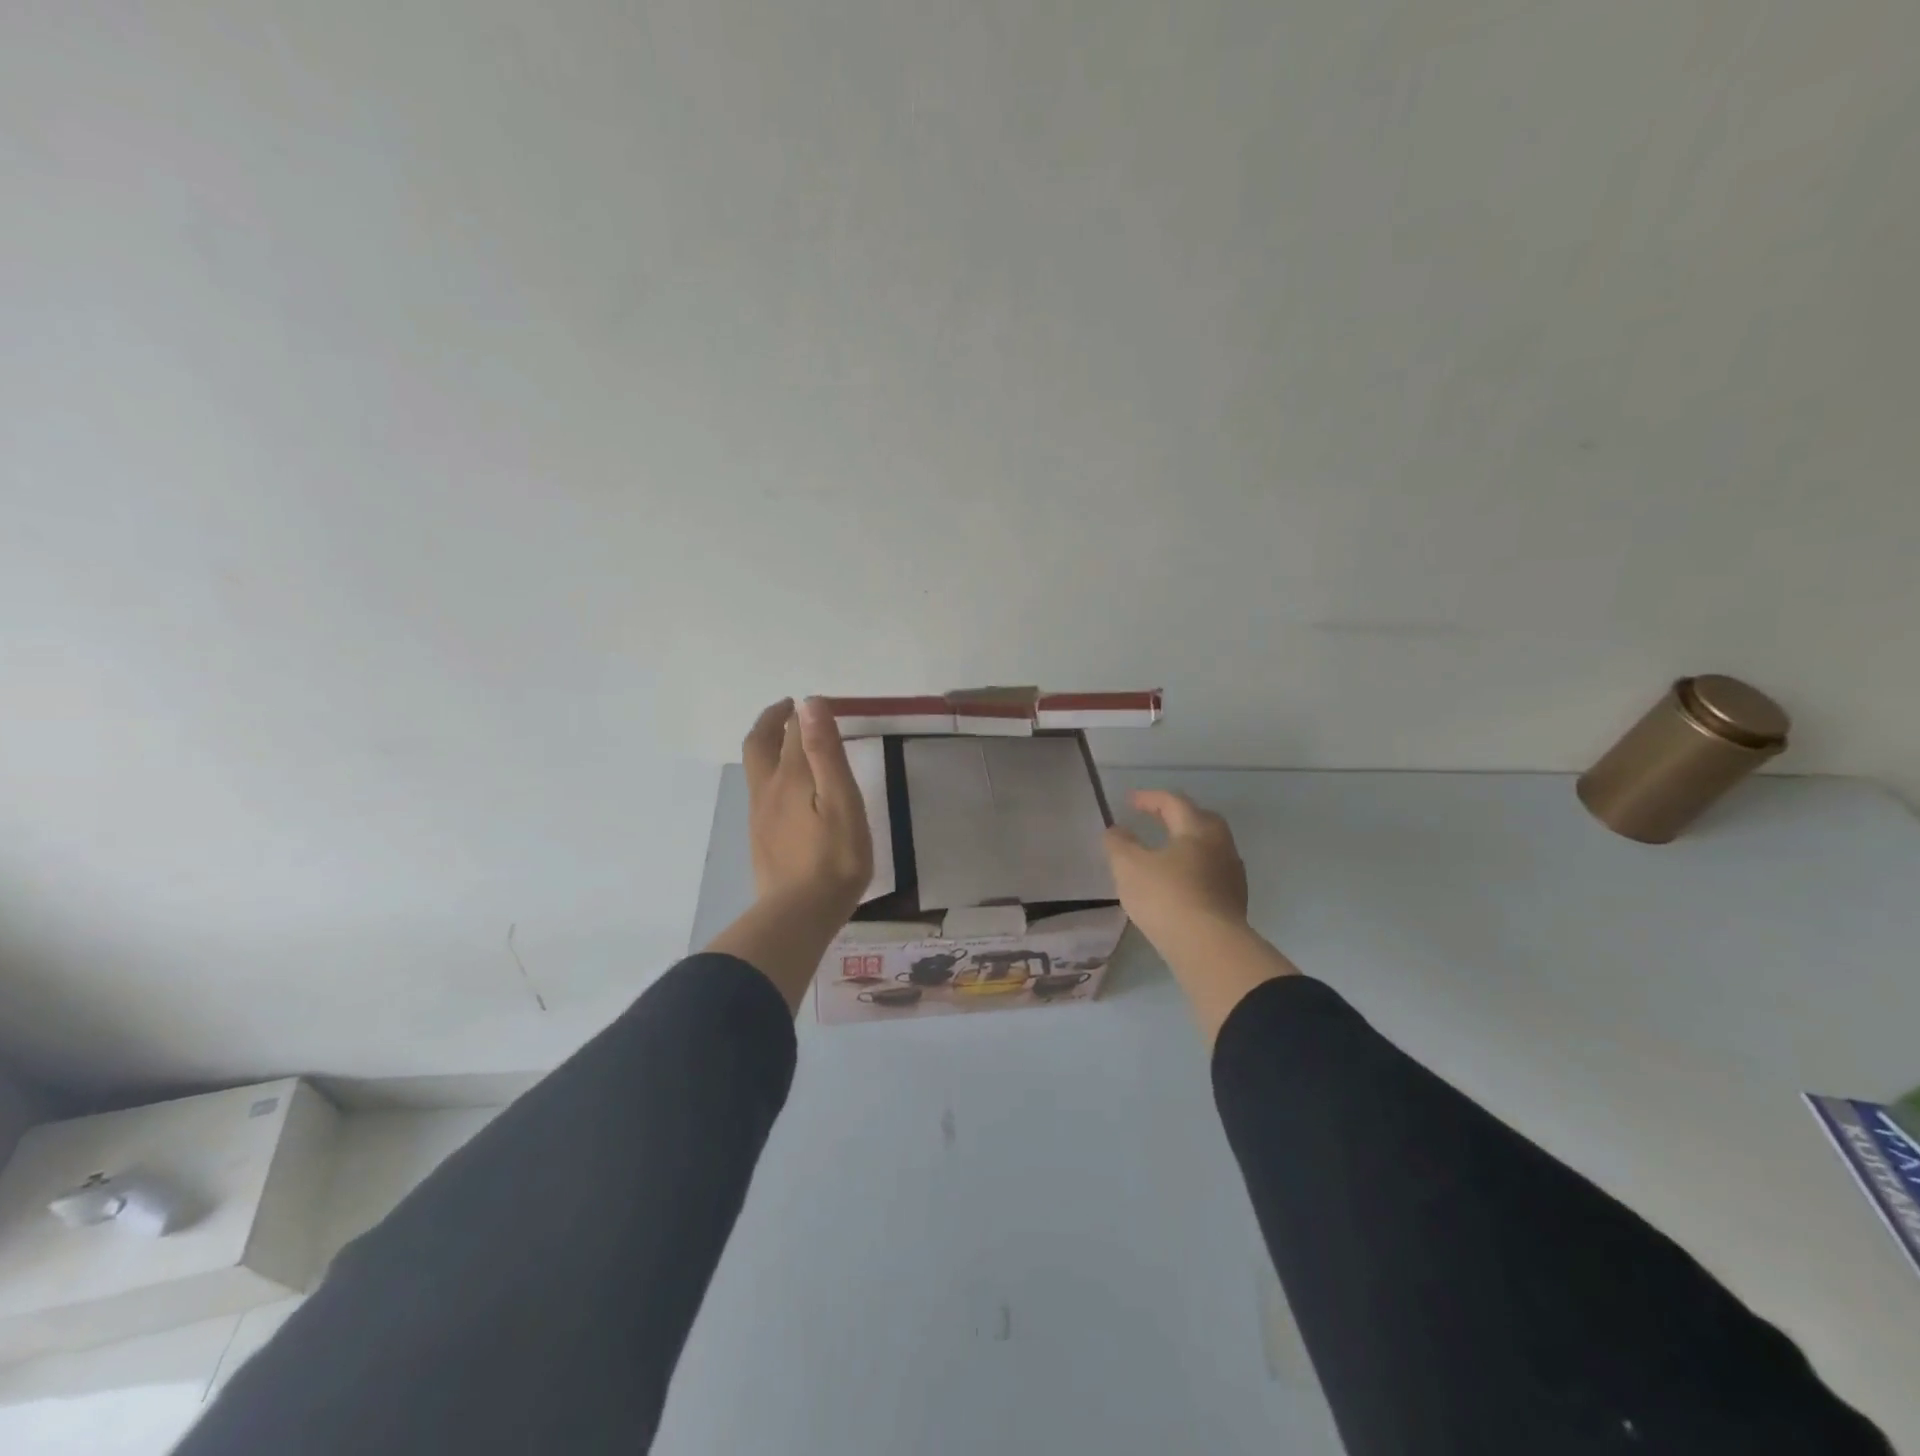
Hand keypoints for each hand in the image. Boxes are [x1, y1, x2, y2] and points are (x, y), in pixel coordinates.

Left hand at [741, 697, 872, 918]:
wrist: (799, 914)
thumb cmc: (834, 858)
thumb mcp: (841, 801)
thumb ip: (825, 752)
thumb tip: (810, 704)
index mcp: (790, 777)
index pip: (792, 732)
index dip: (803, 714)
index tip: (815, 703)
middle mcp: (768, 790)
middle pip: (759, 744)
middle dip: (771, 721)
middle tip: (788, 709)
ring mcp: (760, 816)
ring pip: (755, 768)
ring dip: (767, 745)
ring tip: (788, 741)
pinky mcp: (761, 838)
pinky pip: (760, 792)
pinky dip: (769, 772)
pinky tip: (786, 788)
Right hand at [1104, 789, 1248, 952]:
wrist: (1209, 948)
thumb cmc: (1166, 897)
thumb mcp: (1129, 866)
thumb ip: (1119, 843)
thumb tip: (1117, 830)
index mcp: (1198, 829)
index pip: (1173, 802)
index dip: (1149, 798)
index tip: (1129, 801)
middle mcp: (1221, 846)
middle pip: (1200, 820)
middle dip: (1177, 816)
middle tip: (1156, 820)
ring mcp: (1232, 875)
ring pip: (1209, 849)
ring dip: (1187, 845)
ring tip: (1165, 854)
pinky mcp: (1235, 902)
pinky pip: (1212, 874)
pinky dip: (1194, 871)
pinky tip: (1179, 884)